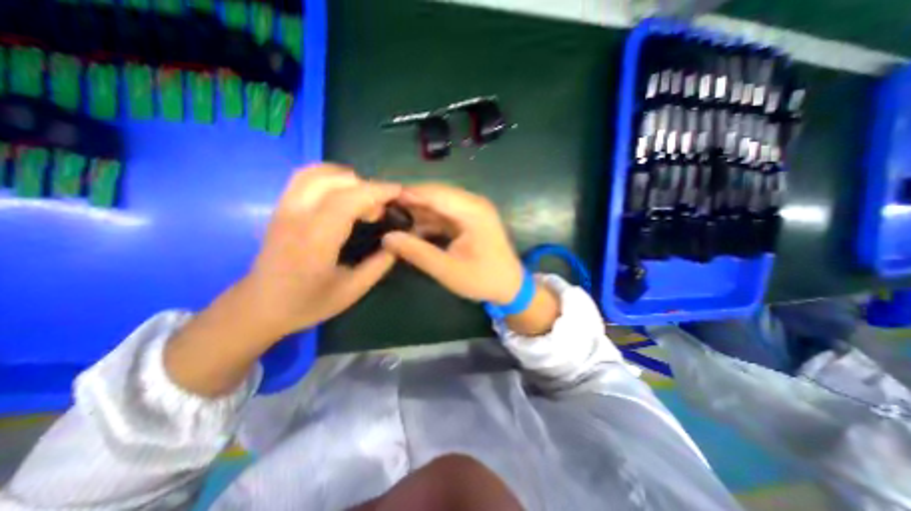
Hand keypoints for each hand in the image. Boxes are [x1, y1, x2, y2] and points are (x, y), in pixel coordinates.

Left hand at [240, 165, 398, 337]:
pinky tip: (342, 193)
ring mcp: (285, 208)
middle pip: (336, 181)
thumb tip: (400, 240)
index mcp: (317, 239)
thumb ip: (380, 264)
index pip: (349, 199)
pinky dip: (330, 177)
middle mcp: (297, 216)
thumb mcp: (353, 290)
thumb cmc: (308, 302)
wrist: (260, 306)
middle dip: (367, 186)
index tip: (399, 192)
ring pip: (318, 173)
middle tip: (382, 208)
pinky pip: (305, 177)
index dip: (378, 191)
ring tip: (364, 199)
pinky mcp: (281, 206)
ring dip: (348, 179)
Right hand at [379, 184, 523, 303]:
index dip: (407, 194)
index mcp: (473, 211)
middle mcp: (473, 204)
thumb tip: (387, 238)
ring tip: (391, 220)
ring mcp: (472, 210)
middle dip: (410, 202)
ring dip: (417, 212)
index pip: (434, 194)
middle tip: (382, 210)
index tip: (380, 199)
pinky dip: (427, 220)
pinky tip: (411, 230)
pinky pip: (443, 213)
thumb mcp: (448, 270)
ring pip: (438, 203)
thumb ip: (417, 253)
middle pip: (435, 194)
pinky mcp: (469, 219)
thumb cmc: (483, 279)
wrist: (509, 286)